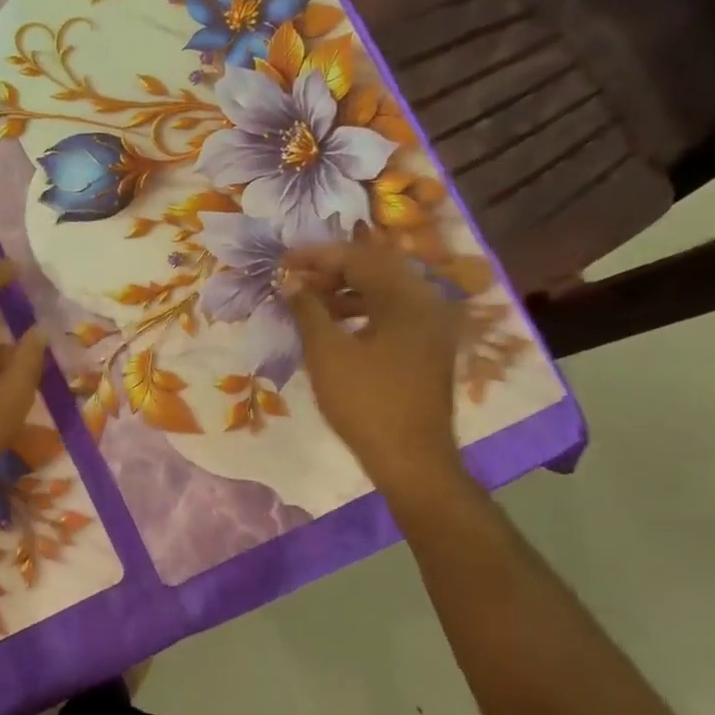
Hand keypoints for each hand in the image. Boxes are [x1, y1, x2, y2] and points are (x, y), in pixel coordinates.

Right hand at [285, 233, 464, 508]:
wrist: (411, 458)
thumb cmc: (365, 402)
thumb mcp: (327, 353)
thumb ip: (308, 310)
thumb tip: (290, 283)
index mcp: (407, 297)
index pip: (358, 258)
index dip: (316, 257)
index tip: (283, 262)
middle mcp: (427, 302)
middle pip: (376, 269)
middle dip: (332, 270)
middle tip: (296, 280)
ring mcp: (432, 326)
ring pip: (386, 292)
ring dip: (347, 291)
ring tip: (310, 304)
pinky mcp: (429, 347)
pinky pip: (394, 313)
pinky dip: (364, 311)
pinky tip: (338, 327)